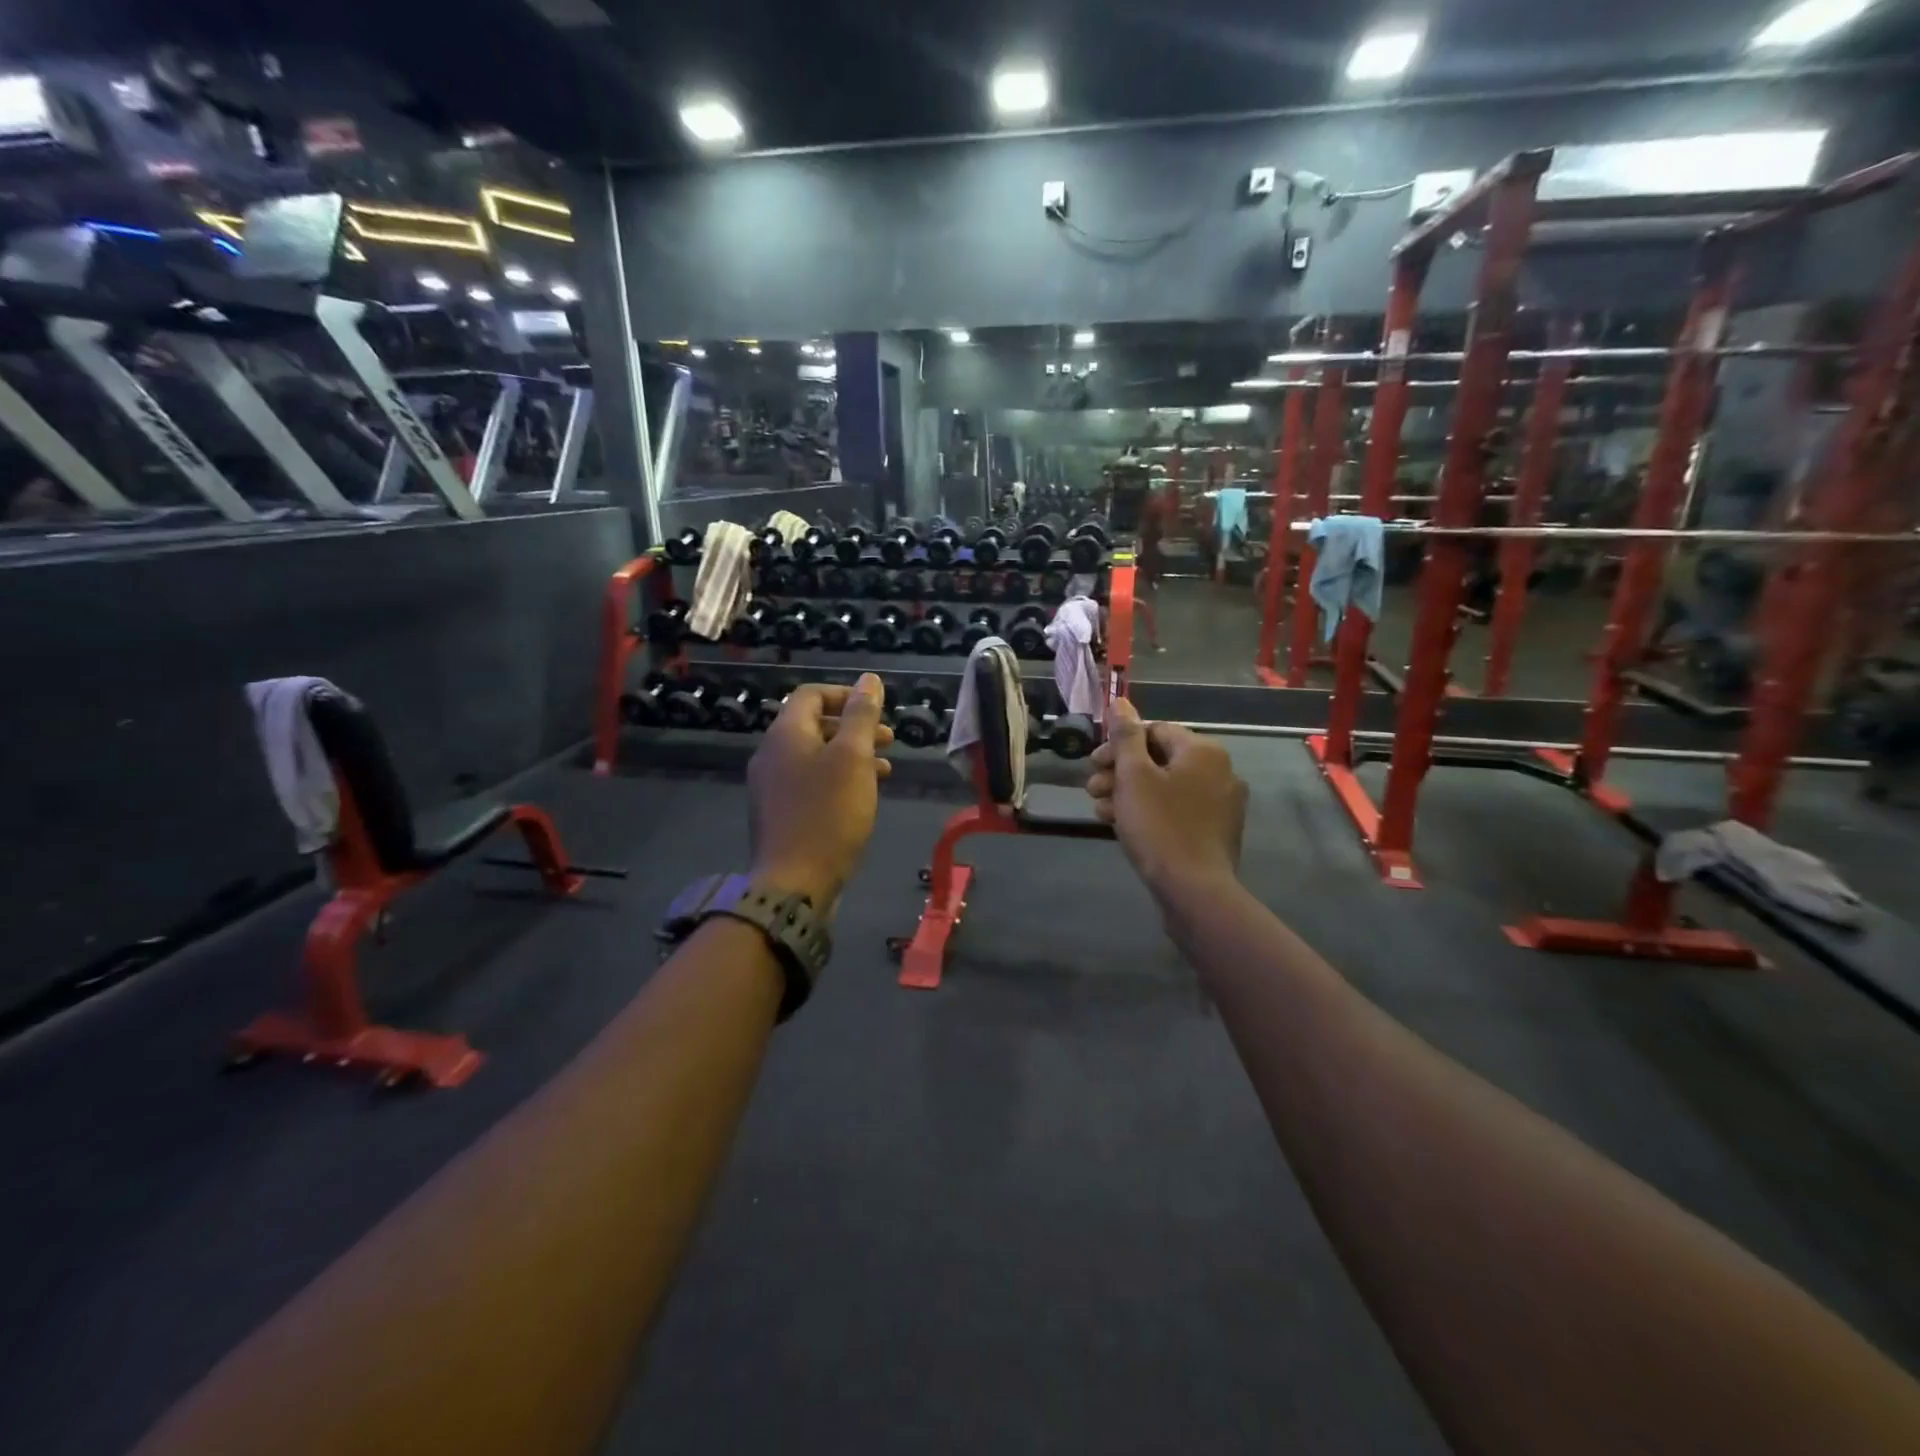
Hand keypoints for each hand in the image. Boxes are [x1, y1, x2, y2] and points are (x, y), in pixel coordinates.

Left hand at [748, 676, 891, 907]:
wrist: (793, 884)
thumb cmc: (828, 814)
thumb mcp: (853, 758)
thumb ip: (861, 716)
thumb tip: (869, 680)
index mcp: (785, 734)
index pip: (811, 694)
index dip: (845, 694)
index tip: (877, 709)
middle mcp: (771, 755)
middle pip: (812, 725)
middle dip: (853, 727)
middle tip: (889, 739)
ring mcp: (771, 787)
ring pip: (814, 756)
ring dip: (849, 755)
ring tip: (884, 769)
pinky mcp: (779, 814)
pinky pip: (810, 783)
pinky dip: (837, 780)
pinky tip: (861, 797)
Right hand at [1087, 698, 1246, 900]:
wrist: (1194, 890)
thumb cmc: (1160, 826)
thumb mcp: (1134, 777)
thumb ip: (1126, 737)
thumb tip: (1121, 702)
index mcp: (1203, 751)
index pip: (1154, 731)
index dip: (1119, 745)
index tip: (1094, 765)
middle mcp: (1220, 771)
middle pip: (1159, 759)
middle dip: (1120, 772)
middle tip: (1092, 789)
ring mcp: (1221, 804)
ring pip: (1165, 787)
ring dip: (1129, 794)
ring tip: (1101, 811)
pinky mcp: (1215, 831)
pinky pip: (1177, 810)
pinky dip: (1150, 812)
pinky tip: (1123, 827)